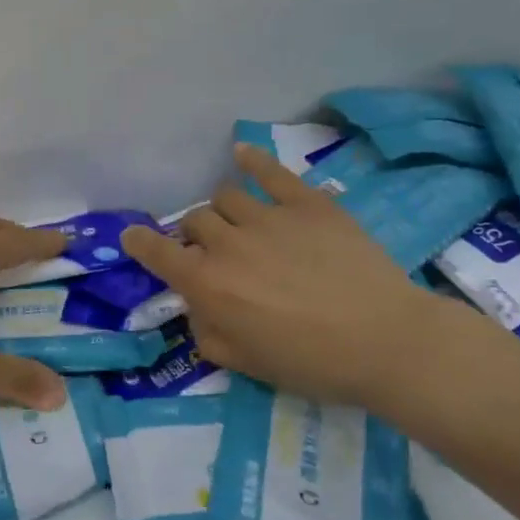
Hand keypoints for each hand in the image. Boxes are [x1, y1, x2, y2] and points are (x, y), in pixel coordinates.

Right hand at [121, 145, 447, 406]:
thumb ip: (208, 334)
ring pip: (225, 196)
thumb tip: (199, 309)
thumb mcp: (246, 365)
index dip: (140, 243)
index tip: (133, 236)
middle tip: (217, 256)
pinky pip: (270, 171)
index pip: (158, 253)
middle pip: (194, 221)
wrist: (386, 341)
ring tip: (241, 224)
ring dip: (224, 211)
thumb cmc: (313, 363)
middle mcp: (228, 243)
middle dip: (197, 237)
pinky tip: (243, 154)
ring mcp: (267, 217)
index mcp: (209, 285)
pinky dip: (252, 160)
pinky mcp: (307, 203)